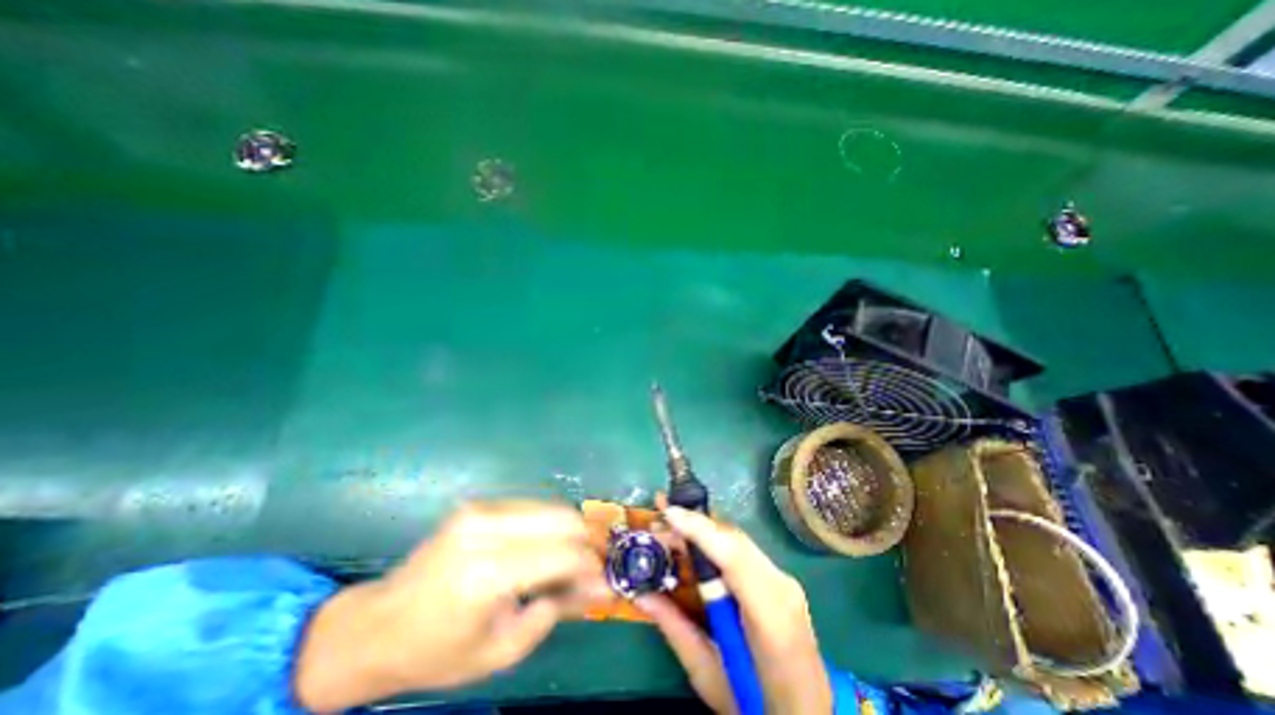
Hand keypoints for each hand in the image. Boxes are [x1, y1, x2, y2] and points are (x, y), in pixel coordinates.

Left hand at [295, 499, 607, 711]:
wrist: (376, 625)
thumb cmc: (437, 651)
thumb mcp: (502, 649)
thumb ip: (556, 610)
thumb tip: (600, 588)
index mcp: (487, 574)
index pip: (562, 554)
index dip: (591, 565)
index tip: (604, 579)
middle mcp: (486, 529)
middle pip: (563, 518)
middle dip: (586, 541)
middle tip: (591, 566)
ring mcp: (480, 509)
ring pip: (551, 507)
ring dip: (570, 531)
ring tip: (570, 559)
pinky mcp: (478, 503)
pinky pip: (532, 507)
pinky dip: (548, 525)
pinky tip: (544, 547)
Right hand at [636, 506, 838, 712]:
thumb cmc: (757, 705)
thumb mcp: (709, 675)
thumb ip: (675, 629)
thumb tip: (641, 594)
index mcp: (770, 620)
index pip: (734, 558)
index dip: (701, 530)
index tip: (669, 513)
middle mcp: (781, 588)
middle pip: (733, 540)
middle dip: (694, 523)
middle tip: (659, 517)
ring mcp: (784, 580)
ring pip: (737, 539)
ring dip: (702, 529)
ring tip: (670, 525)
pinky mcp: (780, 579)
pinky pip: (742, 548)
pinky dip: (715, 539)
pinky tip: (694, 539)